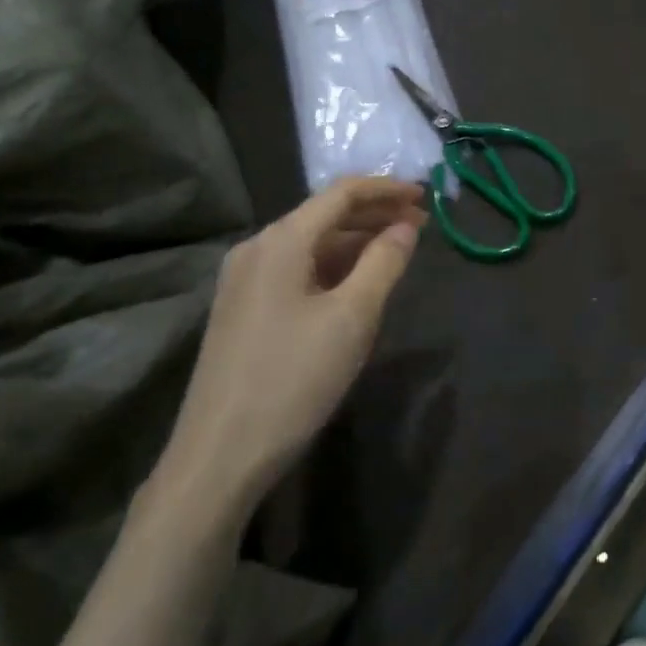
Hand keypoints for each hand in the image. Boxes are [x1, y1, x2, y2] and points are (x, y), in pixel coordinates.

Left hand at [150, 177, 426, 528]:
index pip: (341, 194)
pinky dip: (333, 266)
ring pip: (310, 244)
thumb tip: (406, 226)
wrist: (219, 456)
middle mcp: (256, 249)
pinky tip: (357, 281)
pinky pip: (296, 270)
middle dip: (375, 215)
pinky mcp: (243, 310)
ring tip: (398, 249)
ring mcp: (244, 281)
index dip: (386, 189)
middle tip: (421, 224)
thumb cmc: (293, 380)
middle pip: (324, 216)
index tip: (425, 196)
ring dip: (356, 241)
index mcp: (280, 241)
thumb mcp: (352, 318)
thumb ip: (384, 263)